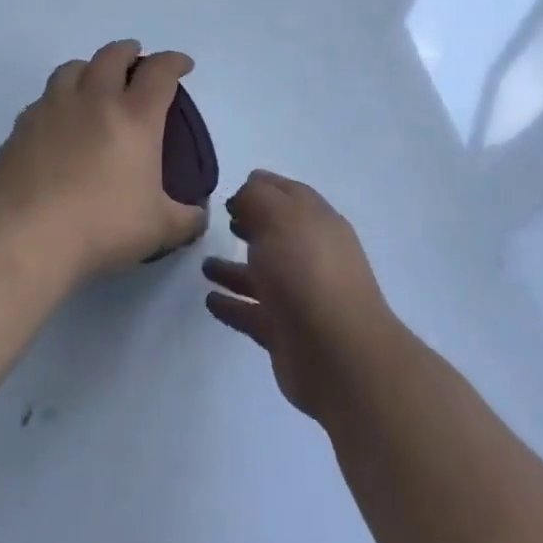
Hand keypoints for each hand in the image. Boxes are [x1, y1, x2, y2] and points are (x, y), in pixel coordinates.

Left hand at [0, 40, 207, 280]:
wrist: (26, 236)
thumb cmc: (101, 226)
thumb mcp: (159, 229)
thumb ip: (186, 219)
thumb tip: (199, 216)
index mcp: (135, 116)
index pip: (160, 71)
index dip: (174, 61)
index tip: (182, 65)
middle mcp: (95, 100)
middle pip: (113, 55)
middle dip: (129, 52)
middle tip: (136, 62)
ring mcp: (54, 108)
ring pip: (73, 68)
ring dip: (90, 68)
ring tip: (94, 83)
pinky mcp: (22, 125)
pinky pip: (44, 98)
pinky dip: (58, 99)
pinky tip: (59, 121)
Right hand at [202, 171, 399, 420]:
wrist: (338, 354)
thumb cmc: (307, 271)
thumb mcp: (280, 216)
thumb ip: (256, 198)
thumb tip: (244, 197)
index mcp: (317, 221)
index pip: (289, 194)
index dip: (262, 187)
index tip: (232, 191)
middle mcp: (312, 255)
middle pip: (277, 233)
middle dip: (252, 225)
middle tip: (223, 221)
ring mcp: (300, 296)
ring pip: (262, 275)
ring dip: (234, 268)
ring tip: (204, 266)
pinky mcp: (286, 332)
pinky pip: (252, 312)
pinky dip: (232, 305)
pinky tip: (210, 301)